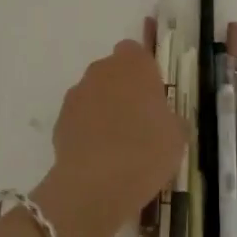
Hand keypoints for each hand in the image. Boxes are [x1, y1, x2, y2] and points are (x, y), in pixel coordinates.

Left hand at [34, 41, 185, 236]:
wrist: (96, 184)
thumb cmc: (147, 150)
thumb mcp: (177, 135)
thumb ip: (171, 119)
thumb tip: (165, 121)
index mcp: (134, 64)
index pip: (135, 52)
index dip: (144, 72)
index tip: (153, 96)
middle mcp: (102, 71)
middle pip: (112, 71)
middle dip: (122, 89)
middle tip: (138, 121)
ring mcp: (76, 95)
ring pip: (93, 94)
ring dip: (103, 109)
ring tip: (117, 144)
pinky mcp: (59, 121)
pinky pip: (79, 118)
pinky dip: (87, 131)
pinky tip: (99, 157)